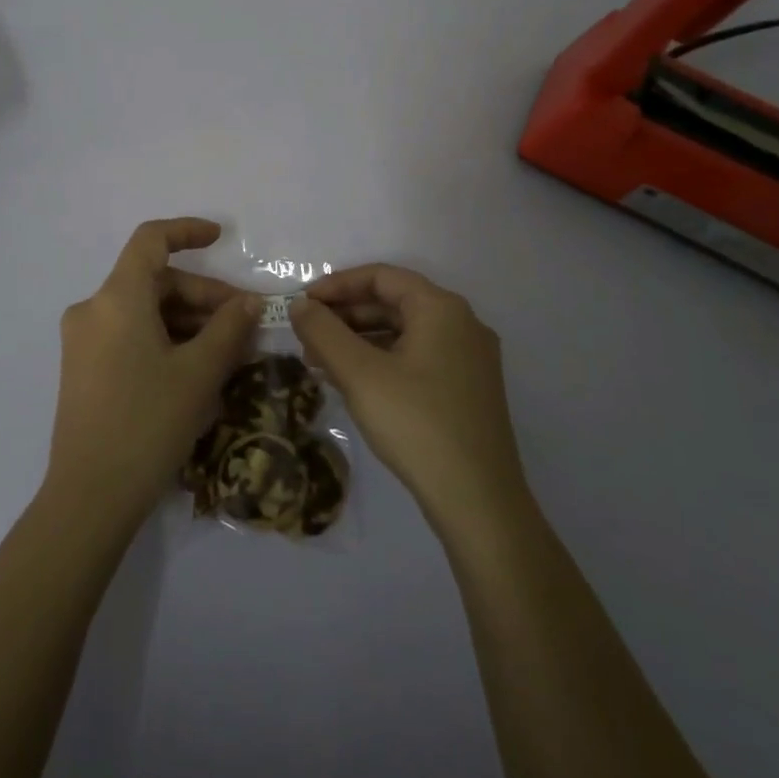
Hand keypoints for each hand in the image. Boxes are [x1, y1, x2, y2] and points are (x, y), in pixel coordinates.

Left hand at [45, 218, 261, 530]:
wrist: (90, 496)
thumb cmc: (148, 423)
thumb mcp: (199, 373)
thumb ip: (229, 328)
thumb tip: (248, 303)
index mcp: (116, 298)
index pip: (151, 240)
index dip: (188, 231)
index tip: (222, 238)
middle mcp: (93, 309)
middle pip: (154, 282)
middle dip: (203, 296)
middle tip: (244, 322)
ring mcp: (83, 341)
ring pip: (144, 312)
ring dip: (188, 322)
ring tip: (229, 351)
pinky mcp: (83, 369)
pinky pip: (130, 336)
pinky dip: (165, 340)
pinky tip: (196, 369)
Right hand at [289, 265, 526, 532]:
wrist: (478, 500)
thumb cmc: (416, 424)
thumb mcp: (360, 374)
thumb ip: (324, 332)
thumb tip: (300, 305)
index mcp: (441, 308)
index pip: (382, 276)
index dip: (337, 285)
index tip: (302, 304)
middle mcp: (462, 324)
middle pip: (394, 302)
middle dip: (346, 316)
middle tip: (306, 336)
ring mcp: (469, 358)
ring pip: (404, 333)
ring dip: (360, 341)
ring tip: (319, 362)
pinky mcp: (468, 389)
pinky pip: (417, 357)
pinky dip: (382, 361)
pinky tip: (353, 383)